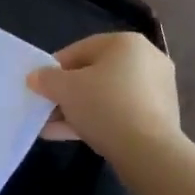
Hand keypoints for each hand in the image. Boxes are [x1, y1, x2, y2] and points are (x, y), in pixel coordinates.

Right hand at [26, 32, 180, 161]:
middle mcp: (146, 60)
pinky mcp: (159, 117)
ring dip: (78, 110)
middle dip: (67, 92)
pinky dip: (97, 121)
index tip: (40, 86)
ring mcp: (156, 90)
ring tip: (52, 127)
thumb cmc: (104, 105)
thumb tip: (35, 77)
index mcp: (126, 43)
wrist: (149, 152)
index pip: (80, 49)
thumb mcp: (65, 89)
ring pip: (106, 96)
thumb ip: (46, 79)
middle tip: (47, 107)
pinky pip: (120, 113)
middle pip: (94, 73)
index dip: (55, 67)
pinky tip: (70, 136)